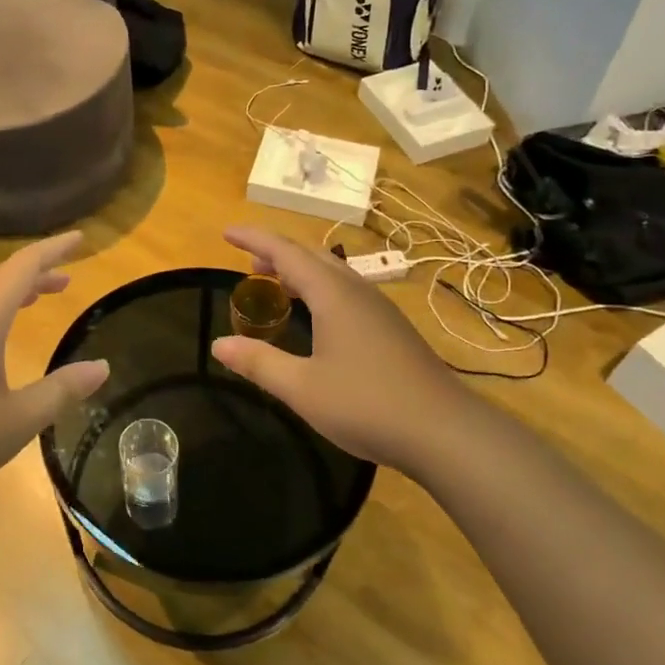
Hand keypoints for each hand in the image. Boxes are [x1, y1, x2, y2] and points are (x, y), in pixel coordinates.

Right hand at [211, 225, 465, 473]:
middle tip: (249, 264)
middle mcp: (357, 291)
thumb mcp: (302, 388)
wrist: (446, 432)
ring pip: (332, 273)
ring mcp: (379, 309)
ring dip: (300, 272)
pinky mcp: (392, 329)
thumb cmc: (368, 404)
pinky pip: (347, 292)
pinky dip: (319, 290)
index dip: (254, 239)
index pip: (285, 252)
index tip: (226, 232)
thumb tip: (218, 344)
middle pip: (311, 256)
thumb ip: (259, 363)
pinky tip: (316, 319)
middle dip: (276, 253)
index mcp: (333, 294)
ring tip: (276, 287)